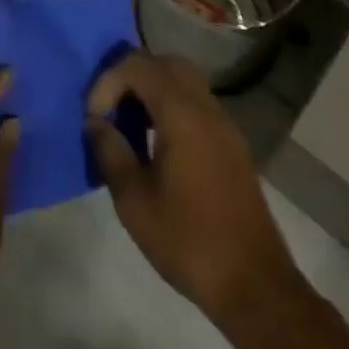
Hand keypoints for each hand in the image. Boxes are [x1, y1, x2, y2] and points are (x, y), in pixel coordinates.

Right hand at [85, 52, 296, 326]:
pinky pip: (196, 103)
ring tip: (129, 125)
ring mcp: (224, 124)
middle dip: (131, 76)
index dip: (108, 82)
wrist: (255, 285)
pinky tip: (157, 143)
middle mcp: (206, 107)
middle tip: (111, 109)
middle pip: (165, 63)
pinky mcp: (232, 144)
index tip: (94, 119)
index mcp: (182, 114)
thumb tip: (95, 123)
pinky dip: (171, 106)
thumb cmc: (189, 242)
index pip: (138, 66)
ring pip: (184, 81)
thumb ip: (110, 152)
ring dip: (152, 90)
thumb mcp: (134, 202)